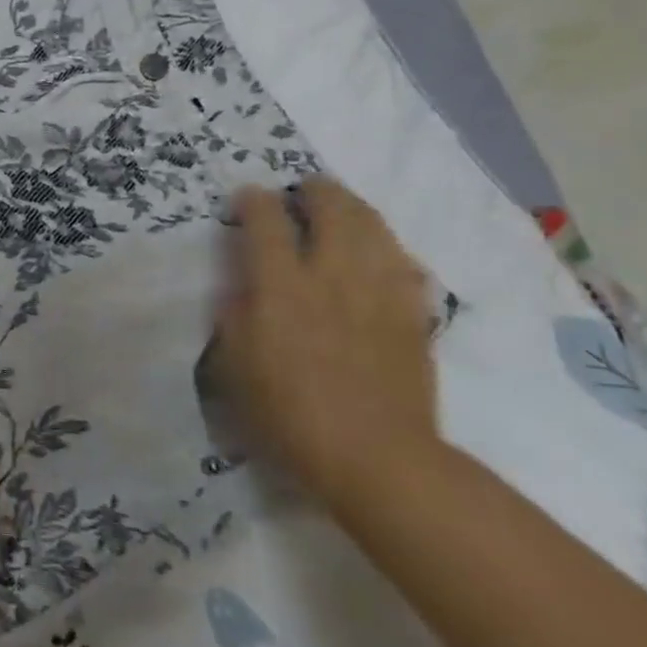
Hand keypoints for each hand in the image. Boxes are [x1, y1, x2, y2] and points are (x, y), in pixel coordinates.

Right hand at [213, 178, 438, 512]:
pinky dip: (384, 246)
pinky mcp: (411, 312)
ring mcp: (379, 291)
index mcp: (282, 287)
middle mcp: (333, 275)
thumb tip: (245, 283)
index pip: (267, 220)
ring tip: (339, 210)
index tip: (247, 198)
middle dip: (314, 190)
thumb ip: (236, 312)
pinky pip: (402, 260)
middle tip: (301, 192)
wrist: (374, 456)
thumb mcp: (235, 364)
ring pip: (373, 225)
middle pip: (331, 207)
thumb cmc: (287, 413)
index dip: (254, 200)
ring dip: (352, 208)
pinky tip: (375, 253)